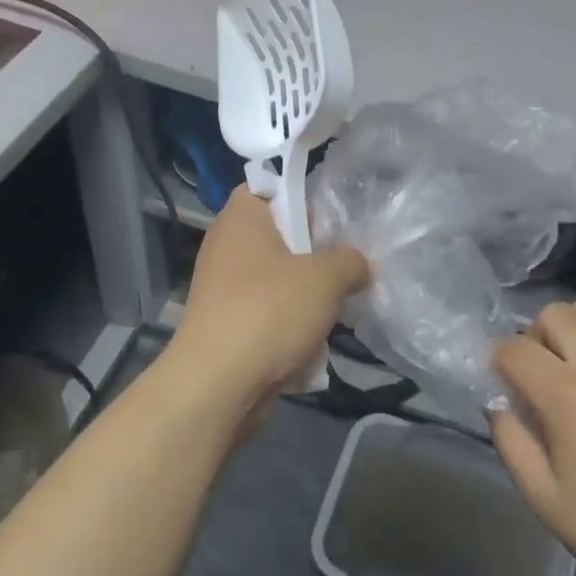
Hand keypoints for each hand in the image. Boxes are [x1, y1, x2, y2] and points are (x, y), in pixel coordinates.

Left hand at [166, 186, 368, 414]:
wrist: (217, 387)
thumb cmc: (269, 312)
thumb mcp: (326, 278)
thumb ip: (351, 261)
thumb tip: (358, 265)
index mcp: (242, 218)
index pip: (271, 187)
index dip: (303, 197)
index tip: (334, 220)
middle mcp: (228, 246)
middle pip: (282, 236)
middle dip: (317, 254)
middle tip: (346, 266)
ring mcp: (225, 288)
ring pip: (280, 279)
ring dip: (309, 295)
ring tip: (337, 307)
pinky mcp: (229, 325)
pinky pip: (270, 313)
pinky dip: (291, 325)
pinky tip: (314, 342)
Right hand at [490, 293, 575, 575]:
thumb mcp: (545, 498)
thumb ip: (512, 444)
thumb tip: (501, 406)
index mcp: (566, 394)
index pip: (515, 349)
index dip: (497, 361)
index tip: (501, 384)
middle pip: (554, 314)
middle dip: (533, 336)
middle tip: (537, 372)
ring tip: (575, 355)